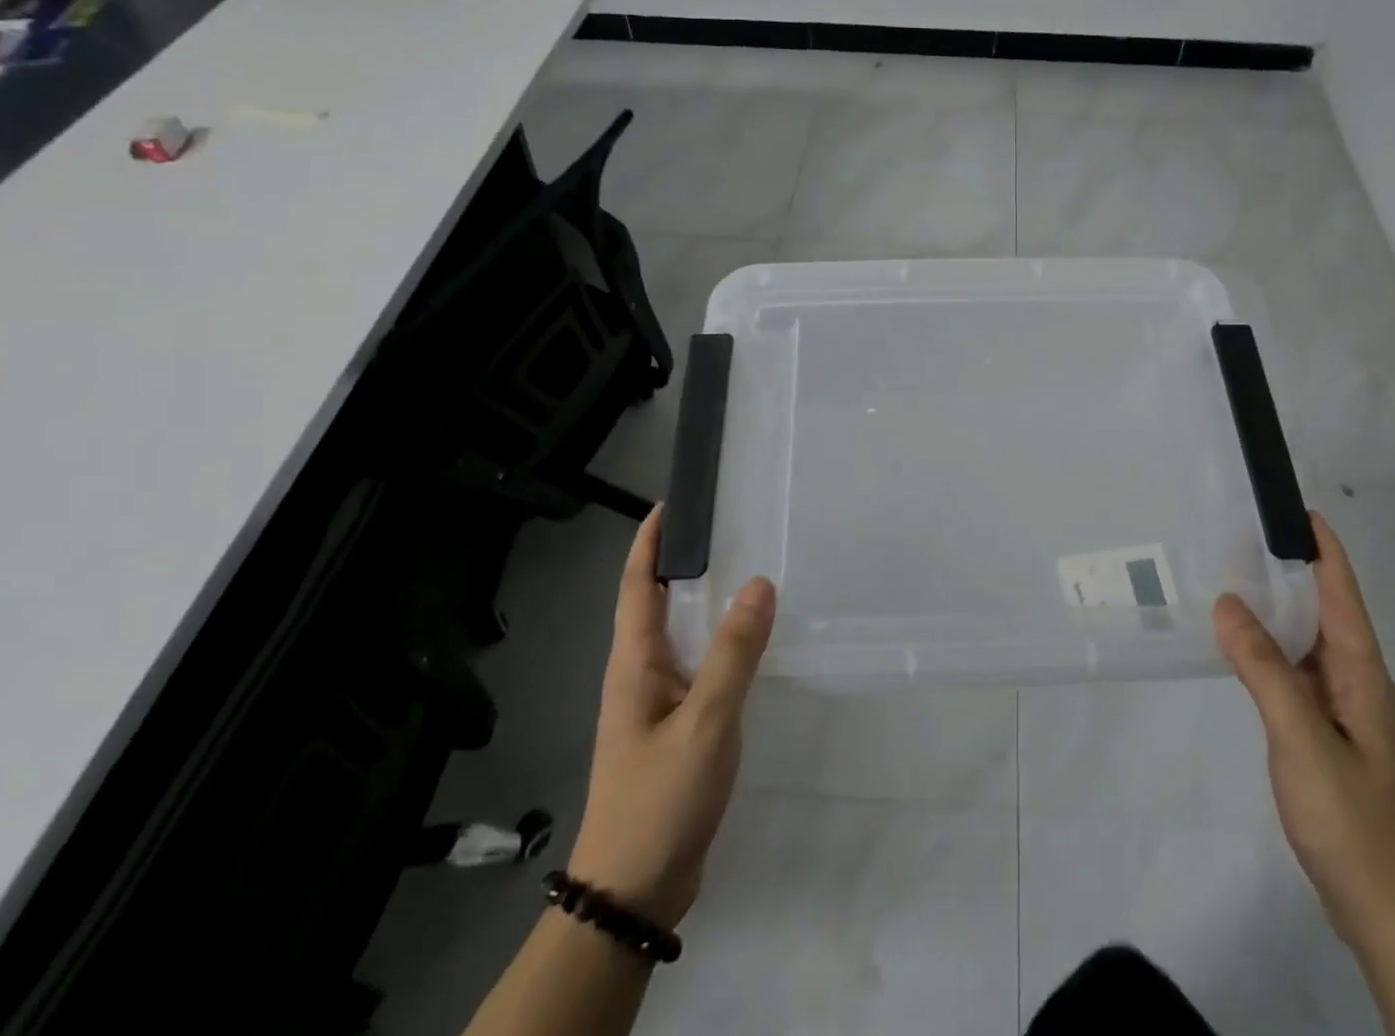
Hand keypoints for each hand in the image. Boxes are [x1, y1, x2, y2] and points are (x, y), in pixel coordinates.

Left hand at [567, 506, 776, 928]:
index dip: (649, 542)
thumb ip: (734, 654)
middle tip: (728, 526)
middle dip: (683, 561)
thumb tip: (759, 583)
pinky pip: (699, 665)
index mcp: (634, 663)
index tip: (673, 503)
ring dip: (705, 600)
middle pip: (656, 602)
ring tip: (747, 569)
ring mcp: (657, 702)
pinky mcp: (676, 726)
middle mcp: (641, 673)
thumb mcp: (704, 723)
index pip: (636, 585)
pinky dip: (721, 640)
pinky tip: (751, 640)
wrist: (634, 891)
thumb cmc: (660, 799)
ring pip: (681, 634)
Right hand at [1214, 512, 1394, 956]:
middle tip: (1236, 532)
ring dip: (1274, 607)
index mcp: (1362, 674)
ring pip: (1304, 641)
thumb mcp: (1303, 741)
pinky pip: (1292, 671)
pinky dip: (1266, 646)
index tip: (1290, 505)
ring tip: (1228, 574)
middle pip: (1322, 609)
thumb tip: (1229, 602)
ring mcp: (1340, 709)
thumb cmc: (1353, 822)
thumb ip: (1265, 671)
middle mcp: (1355, 682)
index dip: (1321, 547)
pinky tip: (1236, 644)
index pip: (1341, 593)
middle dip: (1288, 567)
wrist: (1387, 914)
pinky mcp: (1323, 733)